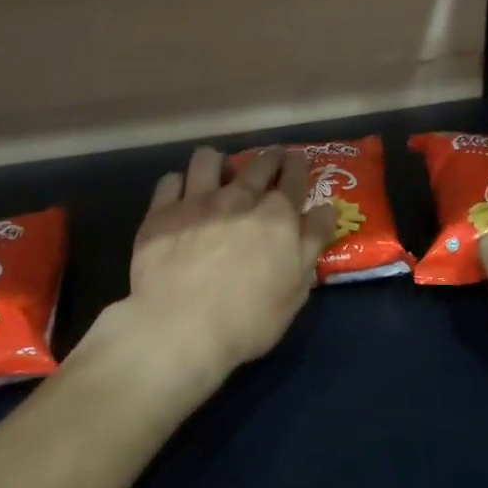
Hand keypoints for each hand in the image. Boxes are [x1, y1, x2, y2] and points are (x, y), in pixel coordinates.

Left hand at [98, 145, 334, 390]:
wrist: (179, 328)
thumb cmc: (248, 318)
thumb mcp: (296, 289)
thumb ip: (312, 243)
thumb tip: (326, 208)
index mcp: (277, 216)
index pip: (294, 178)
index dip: (298, 166)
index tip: (298, 161)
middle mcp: (239, 198)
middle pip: (258, 164)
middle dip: (269, 158)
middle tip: (270, 162)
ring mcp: (197, 202)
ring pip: (209, 159)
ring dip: (219, 163)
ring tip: (219, 176)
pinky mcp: (161, 213)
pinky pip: (170, 180)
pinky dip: (179, 185)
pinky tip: (181, 198)